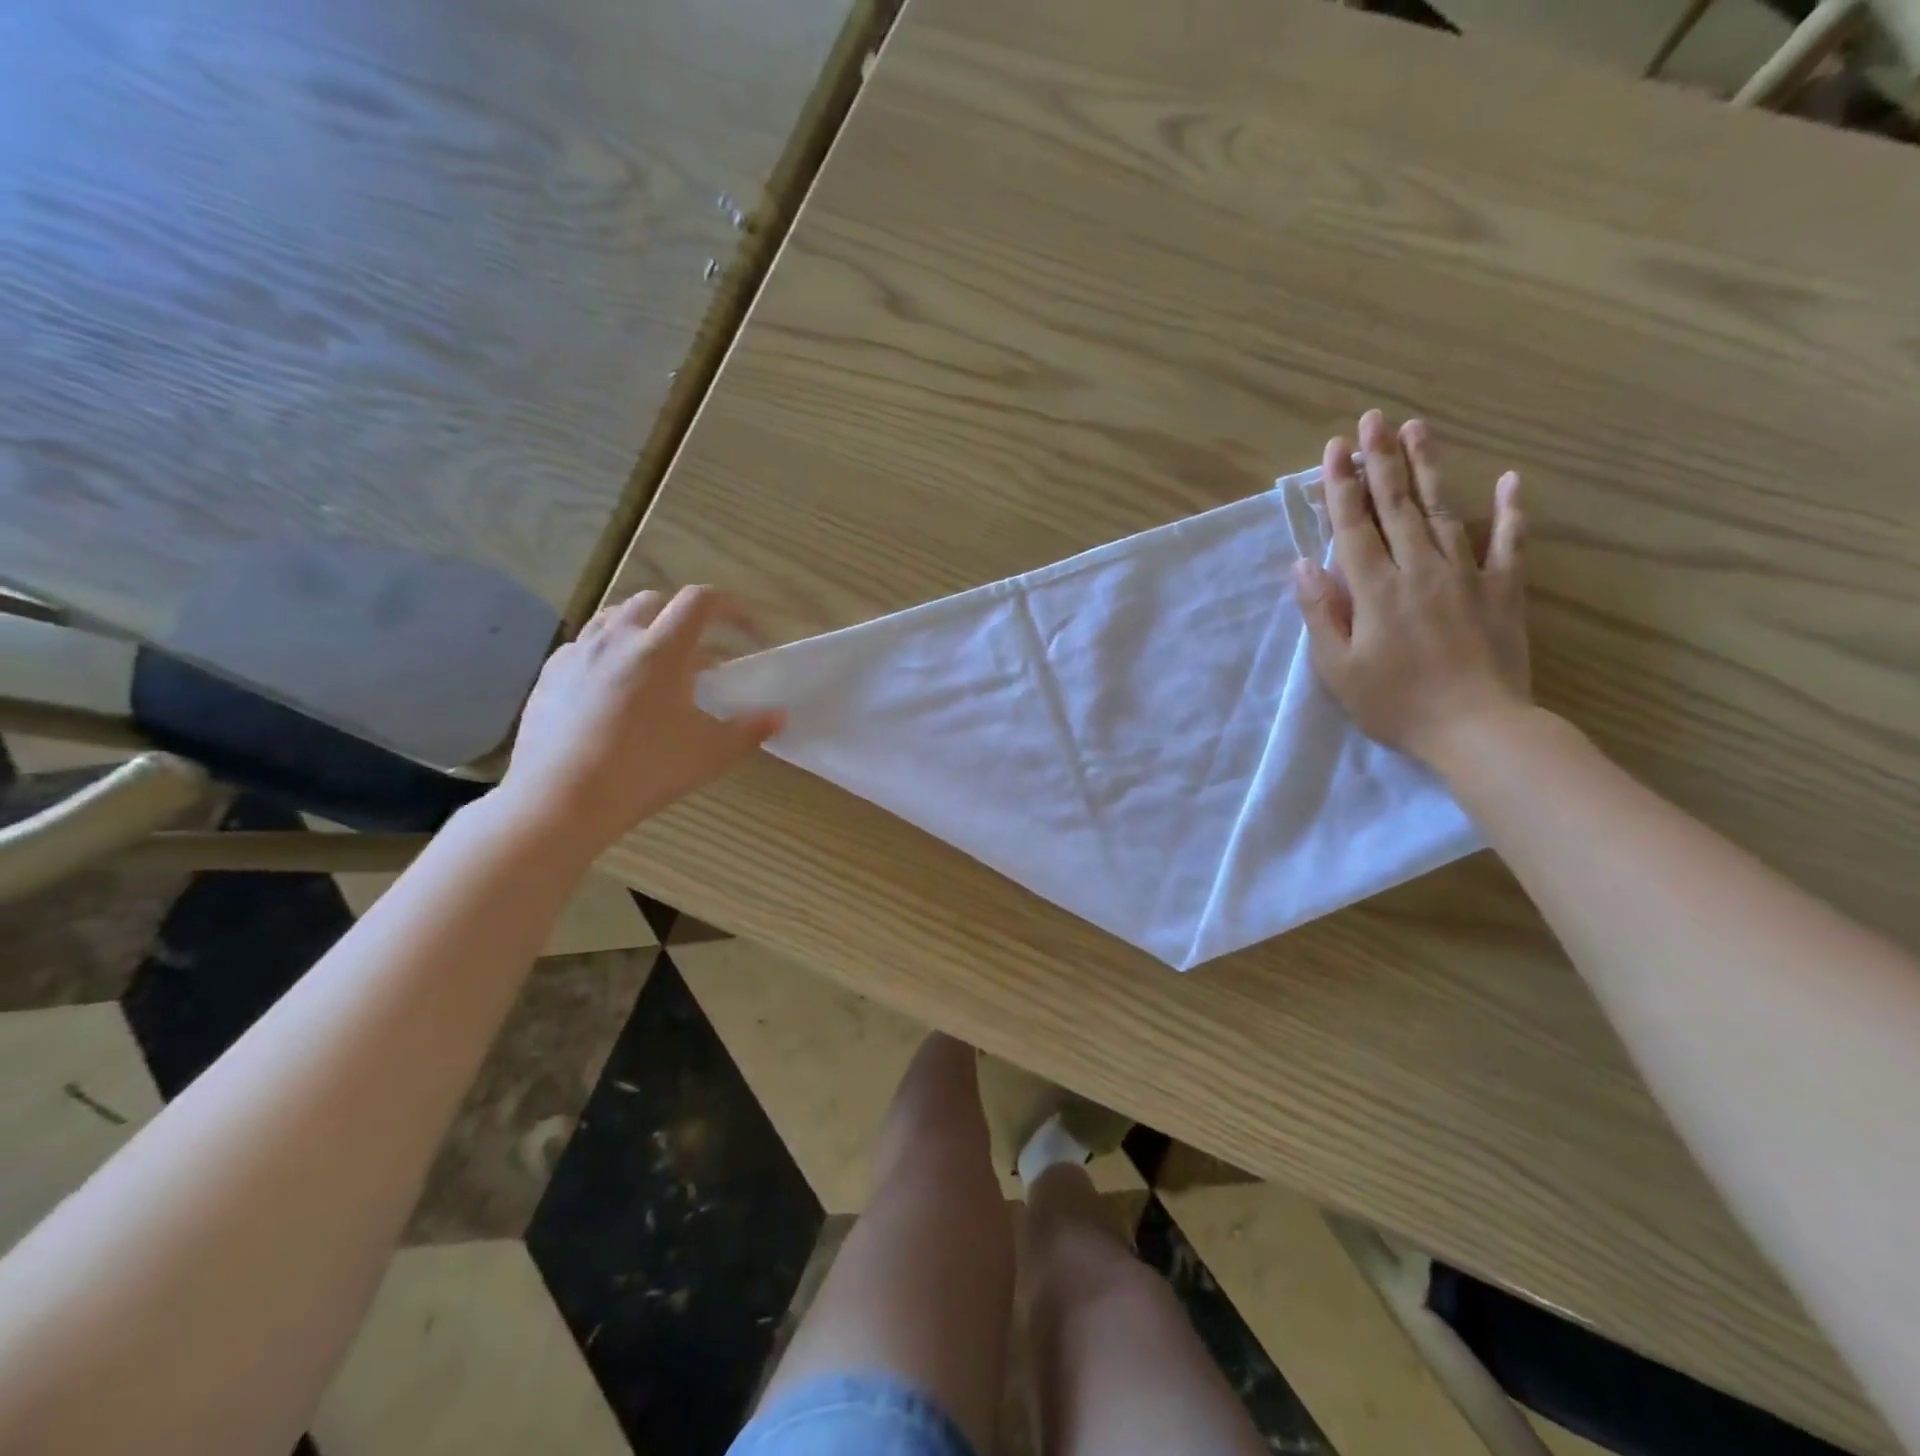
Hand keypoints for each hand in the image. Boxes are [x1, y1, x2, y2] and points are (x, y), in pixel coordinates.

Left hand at [499, 586, 784, 853]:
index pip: (700, 601)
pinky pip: (584, 645)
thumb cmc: (645, 770)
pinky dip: (608, 651)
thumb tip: (779, 716)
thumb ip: (750, 730)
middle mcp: (618, 638)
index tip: (747, 630)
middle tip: (701, 652)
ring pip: (614, 617)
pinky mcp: (550, 675)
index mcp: (663, 649)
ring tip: (656, 662)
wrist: (561, 800)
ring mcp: (578, 653)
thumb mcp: (711, 754)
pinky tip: (612, 686)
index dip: (730, 607)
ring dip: (643, 627)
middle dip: (684, 617)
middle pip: (655, 601)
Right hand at [1293, 410, 1530, 768]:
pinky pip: (1509, 541)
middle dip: (1380, 460)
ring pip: (1444, 510)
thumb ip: (1321, 612)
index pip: (1354, 526)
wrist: (1477, 729)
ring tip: (1417, 429)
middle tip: (1371, 419)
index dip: (1341, 486)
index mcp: (1375, 589)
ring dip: (1427, 468)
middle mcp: (1419, 568)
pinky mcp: (1503, 589)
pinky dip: (1511, 510)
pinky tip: (1510, 479)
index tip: (1333, 449)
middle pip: (1397, 506)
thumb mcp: (1338, 668)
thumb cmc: (1396, 704)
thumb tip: (1303, 563)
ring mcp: (1466, 574)